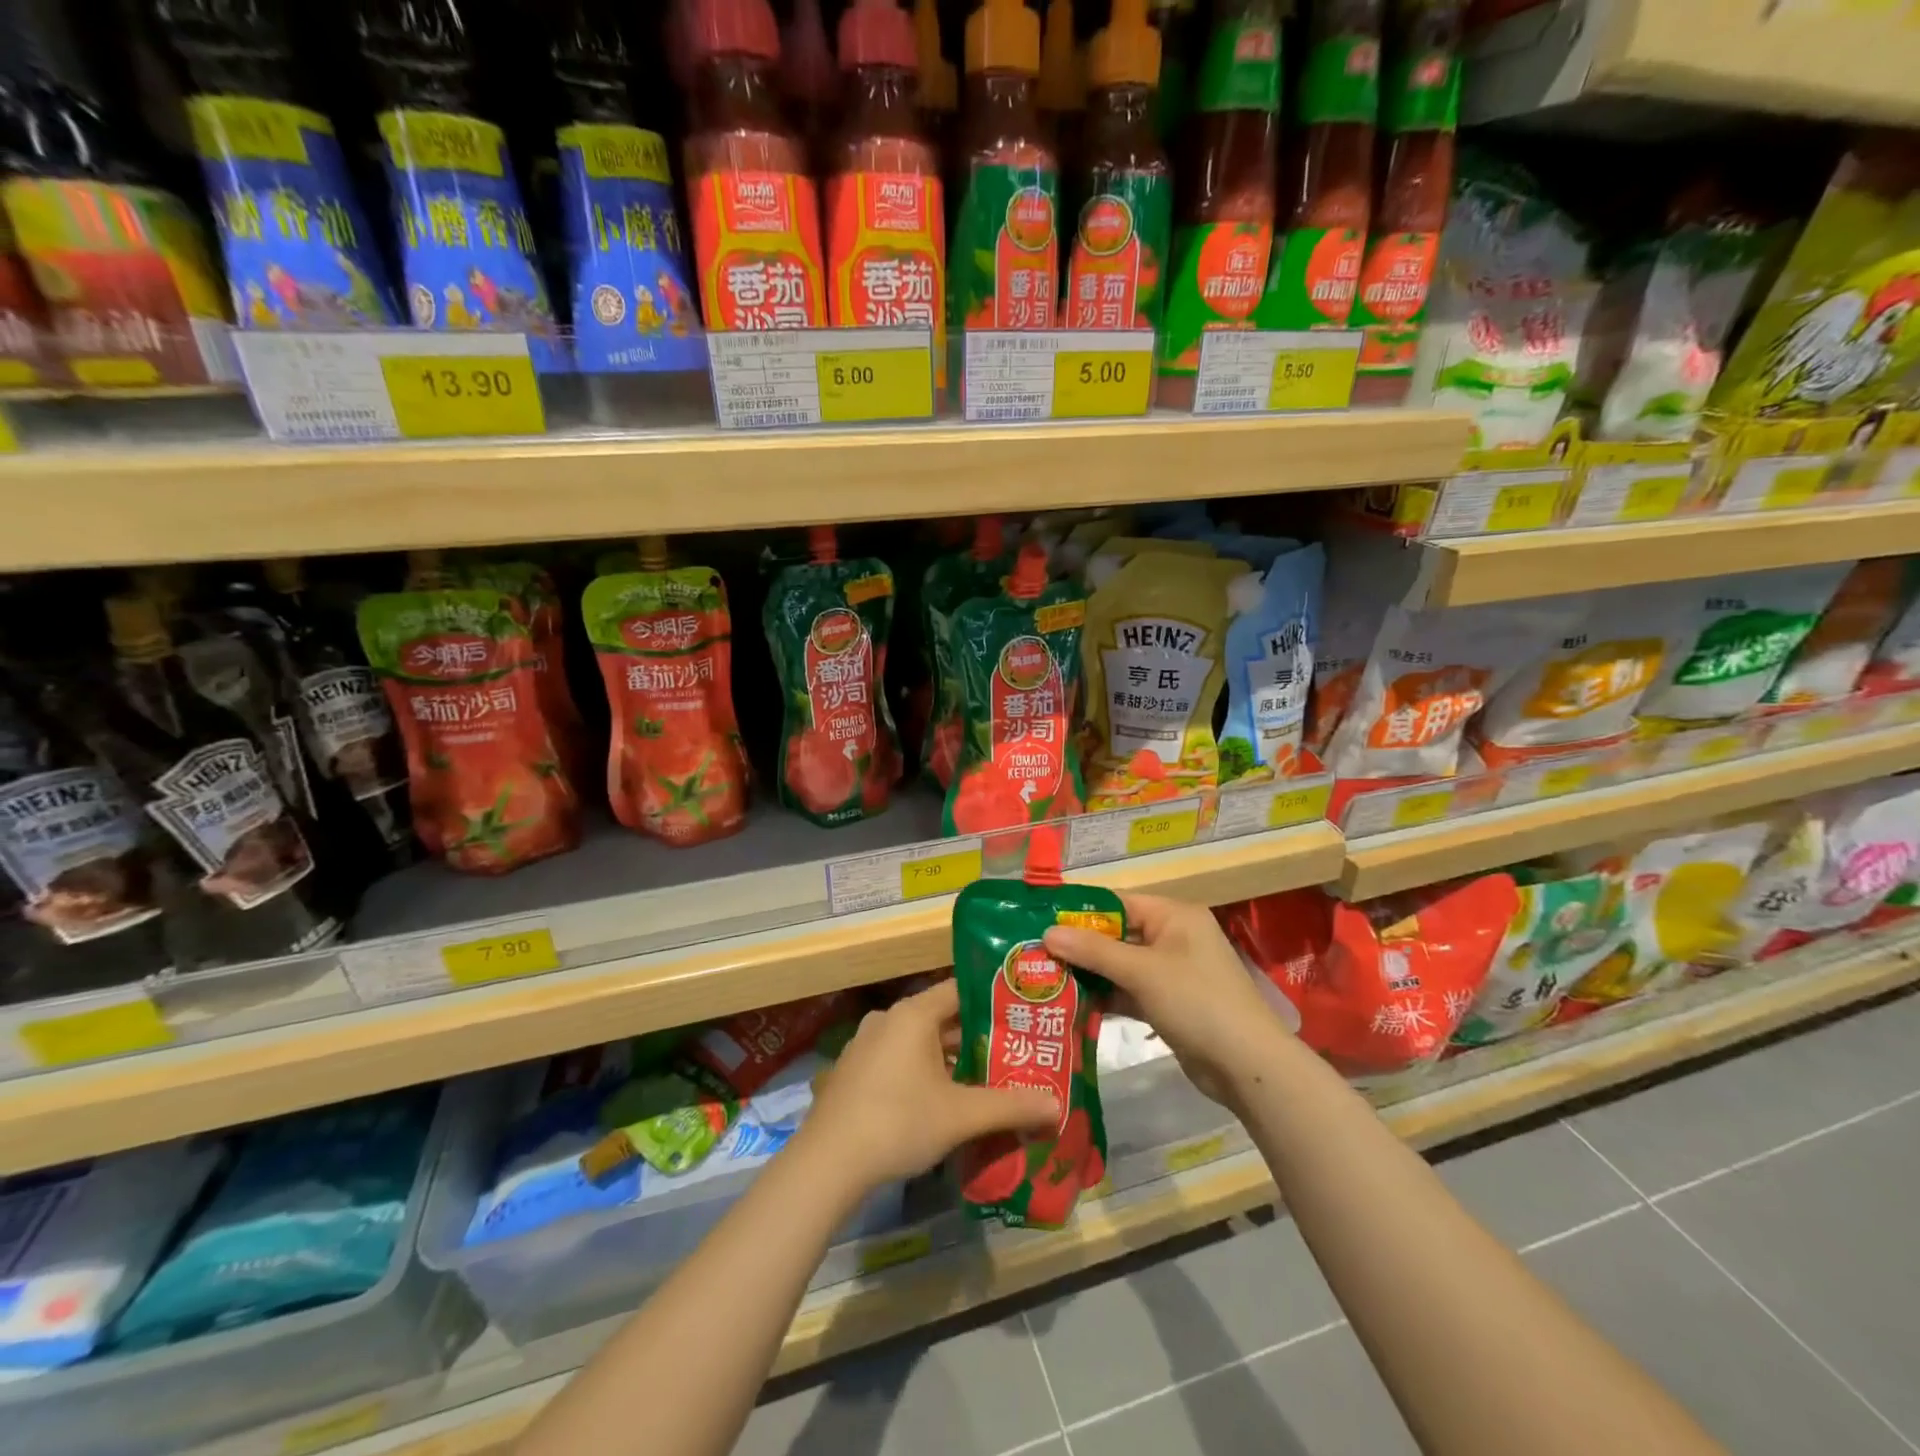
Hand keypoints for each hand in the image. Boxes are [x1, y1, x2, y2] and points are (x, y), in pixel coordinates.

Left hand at [798, 980, 1058, 1192]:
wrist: (826, 1163)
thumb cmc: (898, 1122)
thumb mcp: (961, 1115)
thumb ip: (1010, 1106)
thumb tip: (1057, 1106)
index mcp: (913, 1013)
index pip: (961, 990)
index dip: (993, 1000)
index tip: (1021, 1014)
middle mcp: (888, 1019)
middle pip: (941, 1018)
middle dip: (976, 1037)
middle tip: (1012, 1053)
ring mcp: (866, 1045)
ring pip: (919, 1042)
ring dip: (949, 1059)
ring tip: (983, 1079)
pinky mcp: (853, 1072)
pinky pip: (898, 1061)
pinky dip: (922, 1073)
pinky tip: (940, 1102)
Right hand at [1044, 892, 1288, 1107]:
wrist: (1247, 1066)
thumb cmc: (1197, 1002)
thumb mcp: (1142, 971)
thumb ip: (1094, 950)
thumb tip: (1047, 932)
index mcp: (1174, 916)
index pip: (1118, 902)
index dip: (1080, 911)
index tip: (1040, 920)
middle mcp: (1173, 937)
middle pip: (1117, 934)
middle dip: (1079, 945)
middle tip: (1035, 953)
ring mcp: (1172, 973)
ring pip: (1120, 965)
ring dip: (1089, 973)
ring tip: (1045, 979)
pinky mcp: (1169, 1004)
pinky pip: (1129, 991)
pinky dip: (1106, 997)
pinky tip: (1072, 1005)